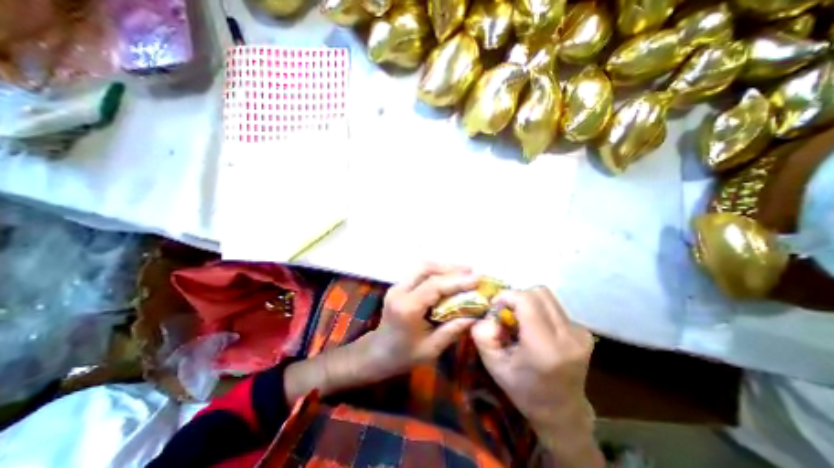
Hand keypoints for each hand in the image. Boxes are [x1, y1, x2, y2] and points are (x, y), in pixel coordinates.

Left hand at [365, 264, 482, 377]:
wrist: (377, 352)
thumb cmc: (403, 355)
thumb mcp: (431, 349)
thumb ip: (453, 329)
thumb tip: (476, 314)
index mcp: (407, 308)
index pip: (434, 286)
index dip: (457, 281)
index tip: (477, 279)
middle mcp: (400, 291)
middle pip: (426, 268)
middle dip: (451, 268)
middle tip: (471, 272)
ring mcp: (397, 286)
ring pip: (422, 267)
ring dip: (444, 267)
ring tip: (464, 272)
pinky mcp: (399, 285)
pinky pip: (419, 272)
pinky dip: (436, 272)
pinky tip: (449, 277)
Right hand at [471, 287, 596, 432]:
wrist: (562, 412)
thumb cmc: (523, 389)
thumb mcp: (492, 363)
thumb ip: (482, 333)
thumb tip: (489, 310)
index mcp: (544, 347)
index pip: (526, 299)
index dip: (507, 296)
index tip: (495, 307)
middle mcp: (567, 337)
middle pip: (538, 292)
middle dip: (517, 297)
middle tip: (507, 313)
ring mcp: (580, 334)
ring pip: (547, 296)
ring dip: (528, 302)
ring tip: (521, 320)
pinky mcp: (585, 333)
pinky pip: (555, 307)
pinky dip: (540, 310)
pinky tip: (536, 328)